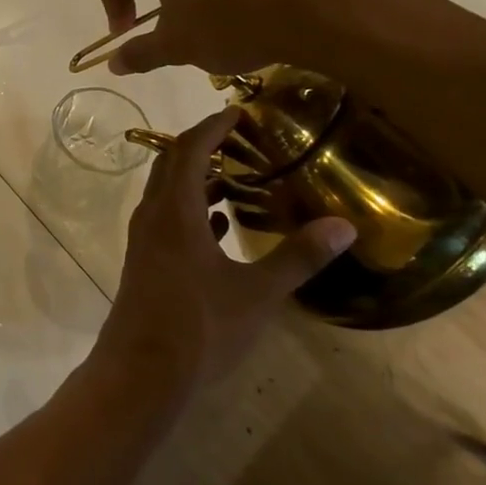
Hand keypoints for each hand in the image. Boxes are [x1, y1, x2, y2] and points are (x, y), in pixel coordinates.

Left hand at [97, 107, 355, 390]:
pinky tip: (219, 226)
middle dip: (202, 145)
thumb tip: (344, 225)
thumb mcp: (258, 293)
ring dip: (197, 179)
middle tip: (240, 139)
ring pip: (168, 193)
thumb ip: (298, 257)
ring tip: (237, 177)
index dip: (212, 126)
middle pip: (172, 164)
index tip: (238, 111)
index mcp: (174, 210)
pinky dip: (192, 210)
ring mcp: (144, 240)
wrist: (141, 373)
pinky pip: (167, 220)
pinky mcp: (145, 262)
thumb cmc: (200, 327)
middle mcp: (153, 215)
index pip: (190, 148)